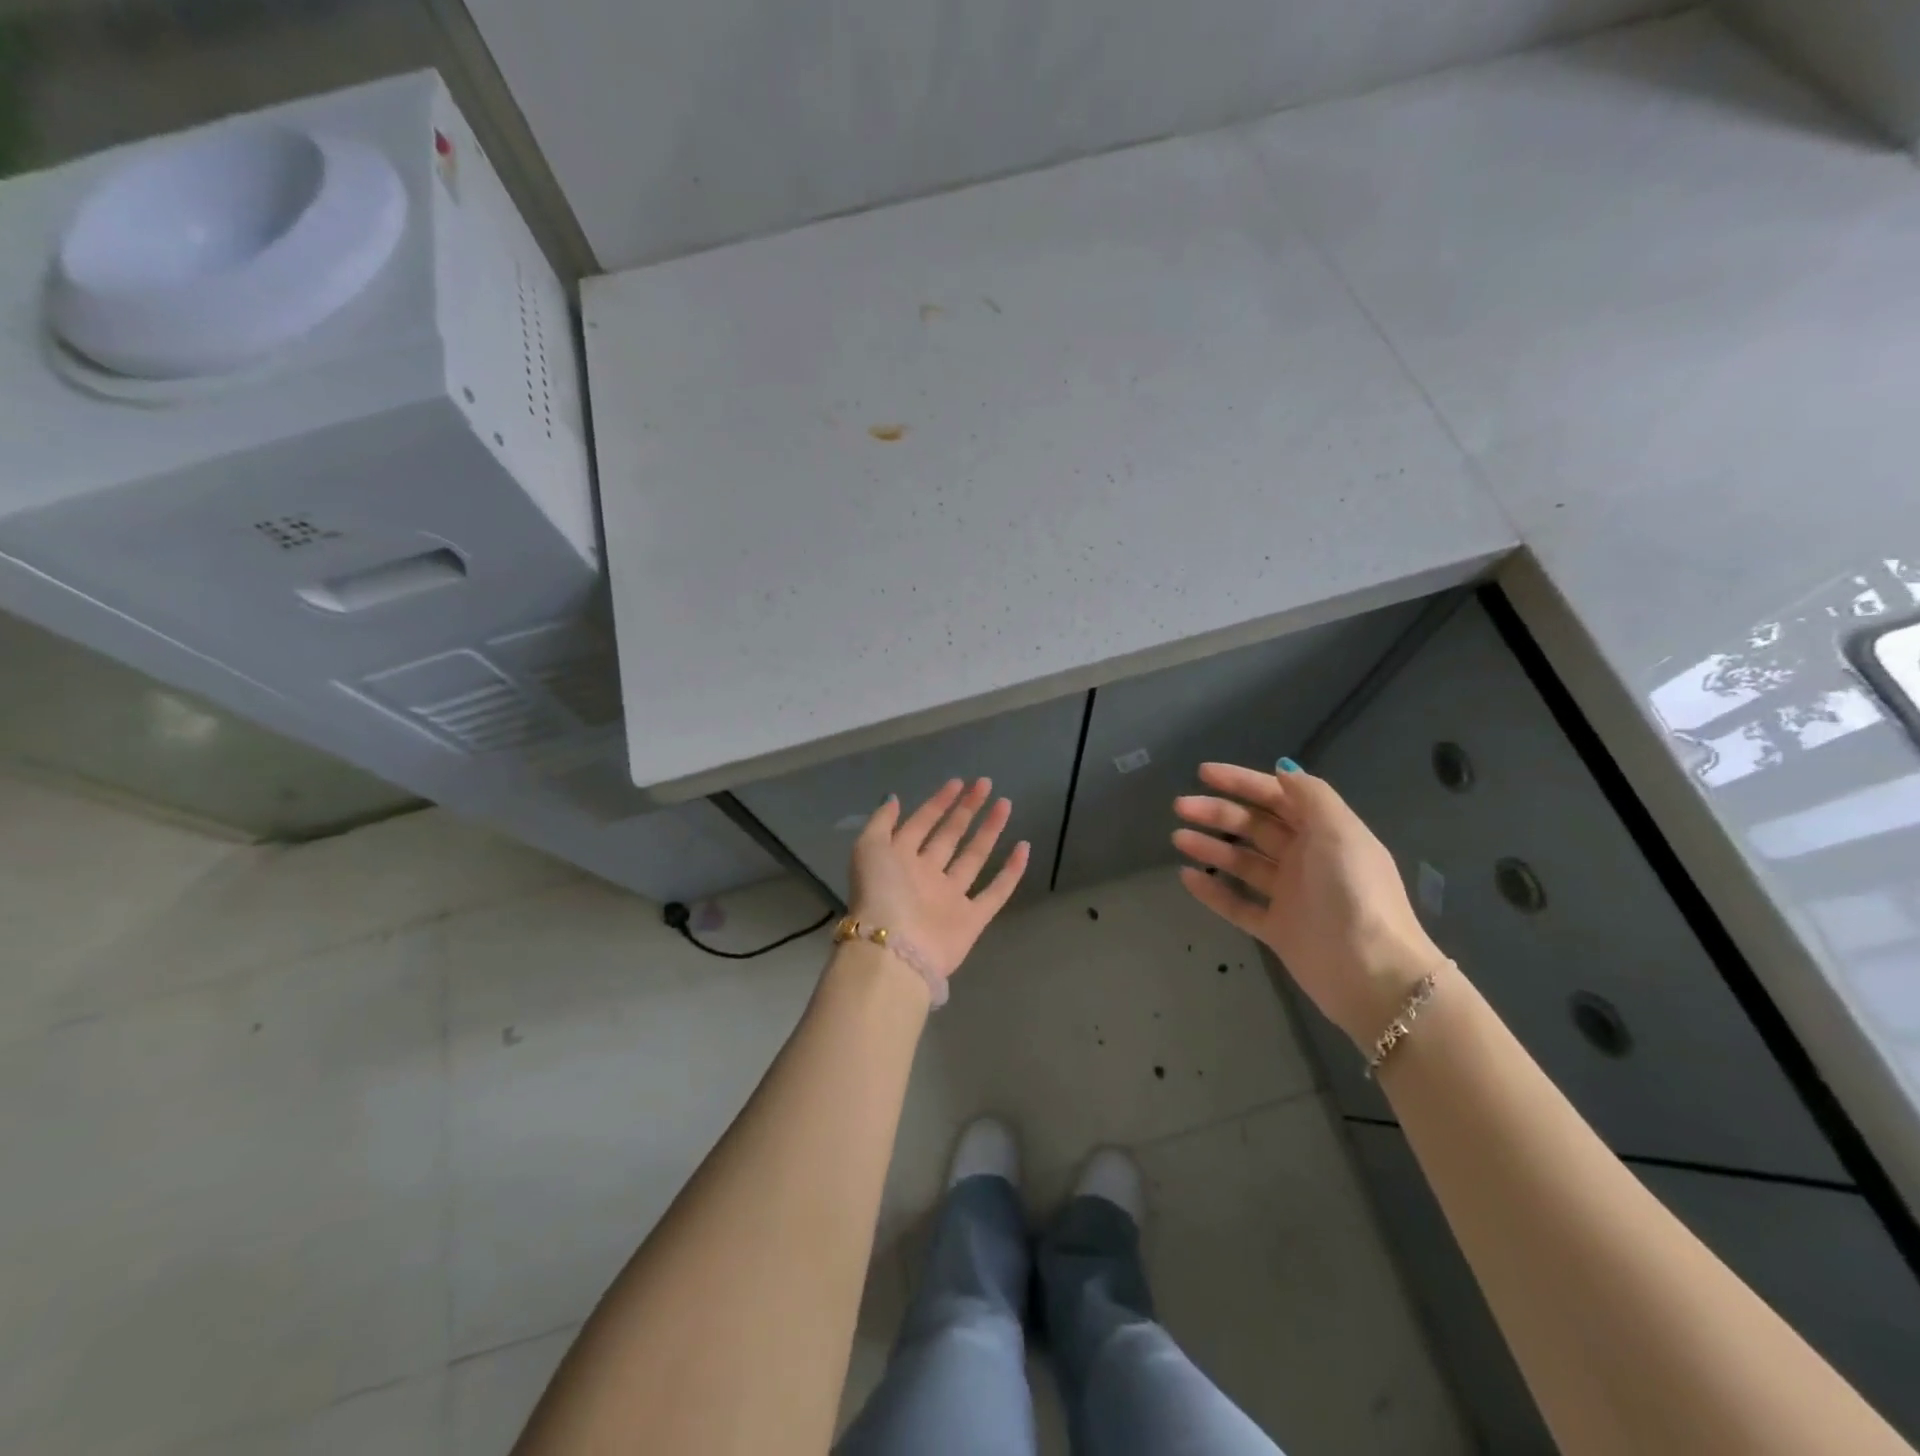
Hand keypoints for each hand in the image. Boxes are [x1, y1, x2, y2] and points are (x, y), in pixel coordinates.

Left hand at [848, 778, 1030, 980]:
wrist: (895, 950)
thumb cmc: (881, 893)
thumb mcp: (868, 848)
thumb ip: (881, 822)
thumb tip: (893, 798)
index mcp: (900, 860)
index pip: (922, 824)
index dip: (938, 803)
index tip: (958, 782)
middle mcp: (925, 876)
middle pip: (950, 836)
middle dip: (966, 810)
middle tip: (985, 785)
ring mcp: (950, 898)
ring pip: (974, 858)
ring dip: (989, 831)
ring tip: (1005, 804)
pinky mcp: (972, 919)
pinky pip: (996, 892)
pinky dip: (1011, 872)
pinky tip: (1024, 847)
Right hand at [1173, 761, 1446, 1046]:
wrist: (1372, 972)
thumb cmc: (1355, 893)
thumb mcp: (1340, 832)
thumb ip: (1311, 796)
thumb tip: (1283, 770)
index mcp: (1324, 833)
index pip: (1277, 797)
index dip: (1241, 782)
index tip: (1203, 773)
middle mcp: (1306, 859)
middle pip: (1254, 827)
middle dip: (1218, 813)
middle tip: (1180, 807)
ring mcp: (1290, 896)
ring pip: (1242, 863)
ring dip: (1210, 847)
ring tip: (1178, 838)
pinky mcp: (1277, 929)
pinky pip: (1237, 904)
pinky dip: (1212, 891)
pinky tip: (1186, 877)